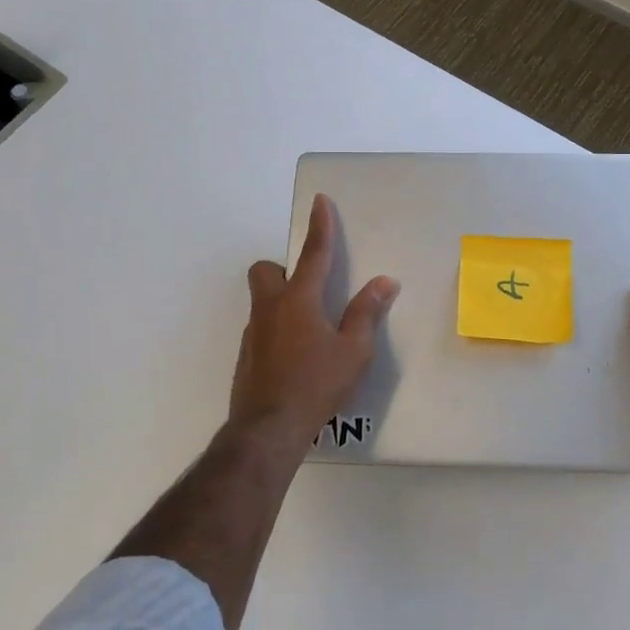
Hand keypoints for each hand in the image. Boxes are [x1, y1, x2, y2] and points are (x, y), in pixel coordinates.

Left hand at [228, 193, 399, 458]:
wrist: (268, 428)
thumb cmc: (316, 384)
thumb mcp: (354, 351)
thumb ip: (366, 313)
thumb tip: (383, 282)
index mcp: (299, 300)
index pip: (313, 254)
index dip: (320, 226)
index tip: (319, 201)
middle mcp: (270, 309)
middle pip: (265, 270)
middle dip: (282, 268)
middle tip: (308, 288)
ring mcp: (253, 333)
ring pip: (262, 301)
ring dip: (282, 302)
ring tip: (310, 330)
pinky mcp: (246, 356)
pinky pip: (261, 329)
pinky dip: (277, 330)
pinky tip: (296, 357)